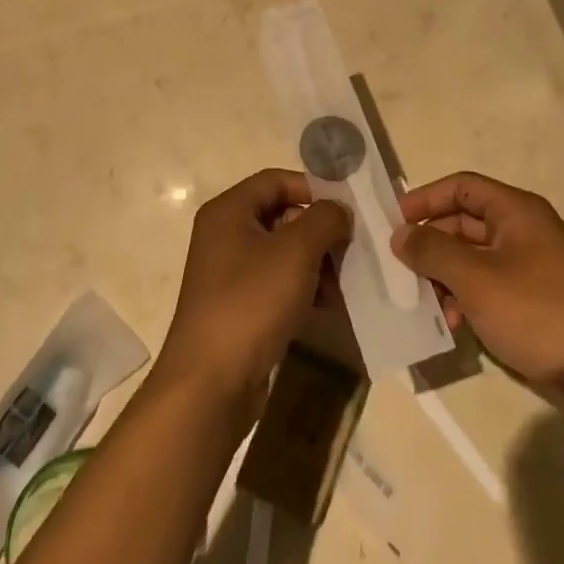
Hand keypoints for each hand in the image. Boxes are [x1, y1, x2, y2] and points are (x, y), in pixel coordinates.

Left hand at [157, 170, 351, 408]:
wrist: (211, 382)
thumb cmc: (251, 302)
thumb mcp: (296, 251)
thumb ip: (325, 219)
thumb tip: (339, 210)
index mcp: (229, 211)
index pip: (276, 180)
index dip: (313, 188)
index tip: (348, 209)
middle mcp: (225, 235)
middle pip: (282, 216)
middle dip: (320, 231)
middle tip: (352, 249)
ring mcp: (230, 273)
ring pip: (284, 253)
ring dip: (317, 263)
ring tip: (345, 283)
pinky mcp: (240, 306)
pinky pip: (278, 284)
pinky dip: (304, 289)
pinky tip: (329, 305)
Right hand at [393, 172, 563, 386]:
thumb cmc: (536, 312)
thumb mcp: (476, 278)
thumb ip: (432, 250)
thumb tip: (400, 234)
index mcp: (516, 211)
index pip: (462, 187)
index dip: (425, 198)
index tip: (394, 222)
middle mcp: (522, 230)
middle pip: (463, 221)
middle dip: (430, 243)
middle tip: (398, 267)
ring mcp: (526, 264)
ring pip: (470, 256)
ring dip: (443, 275)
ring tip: (424, 302)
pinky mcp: (528, 297)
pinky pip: (484, 283)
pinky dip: (463, 296)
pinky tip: (450, 323)